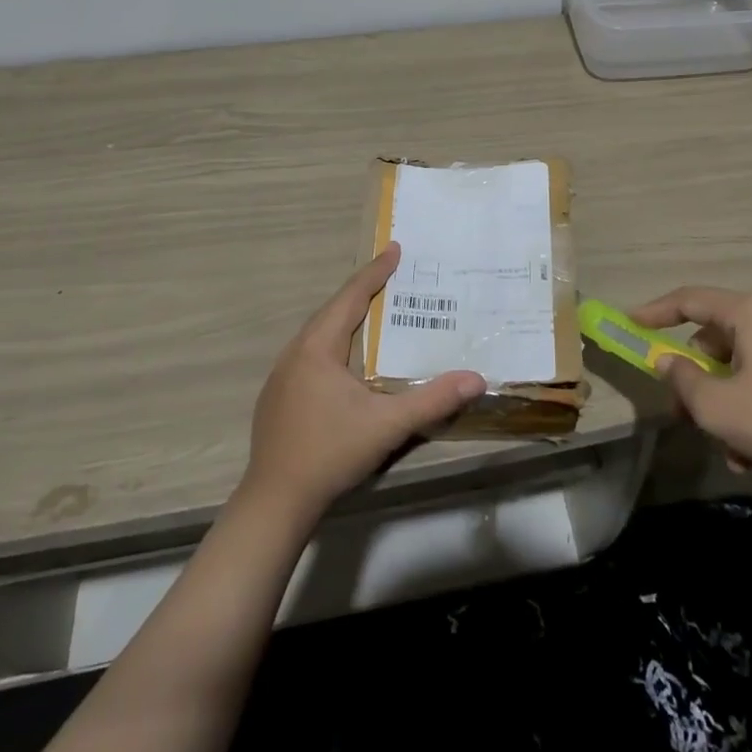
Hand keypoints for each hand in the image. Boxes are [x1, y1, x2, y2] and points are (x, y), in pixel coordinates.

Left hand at [243, 244, 486, 520]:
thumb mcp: (387, 425)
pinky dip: (333, 342)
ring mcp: (282, 375)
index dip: (375, 272)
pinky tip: (346, 359)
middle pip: (332, 310)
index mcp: (318, 347)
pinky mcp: (278, 397)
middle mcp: (296, 352)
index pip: (351, 297)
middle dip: (362, 290)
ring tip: (373, 310)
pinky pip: (310, 353)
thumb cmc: (331, 452)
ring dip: (346, 317)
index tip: (395, 249)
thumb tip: (477, 379)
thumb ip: (433, 400)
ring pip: (319, 333)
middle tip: (391, 275)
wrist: (275, 502)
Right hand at [632, 287, 751, 482]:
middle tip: (682, 414)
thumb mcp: (717, 405)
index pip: (688, 300)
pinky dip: (749, 419)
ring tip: (732, 451)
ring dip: (723, 411)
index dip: (654, 312)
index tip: (628, 324)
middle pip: (711, 343)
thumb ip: (682, 379)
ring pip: (734, 374)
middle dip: (694, 384)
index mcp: (747, 314)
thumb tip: (666, 362)